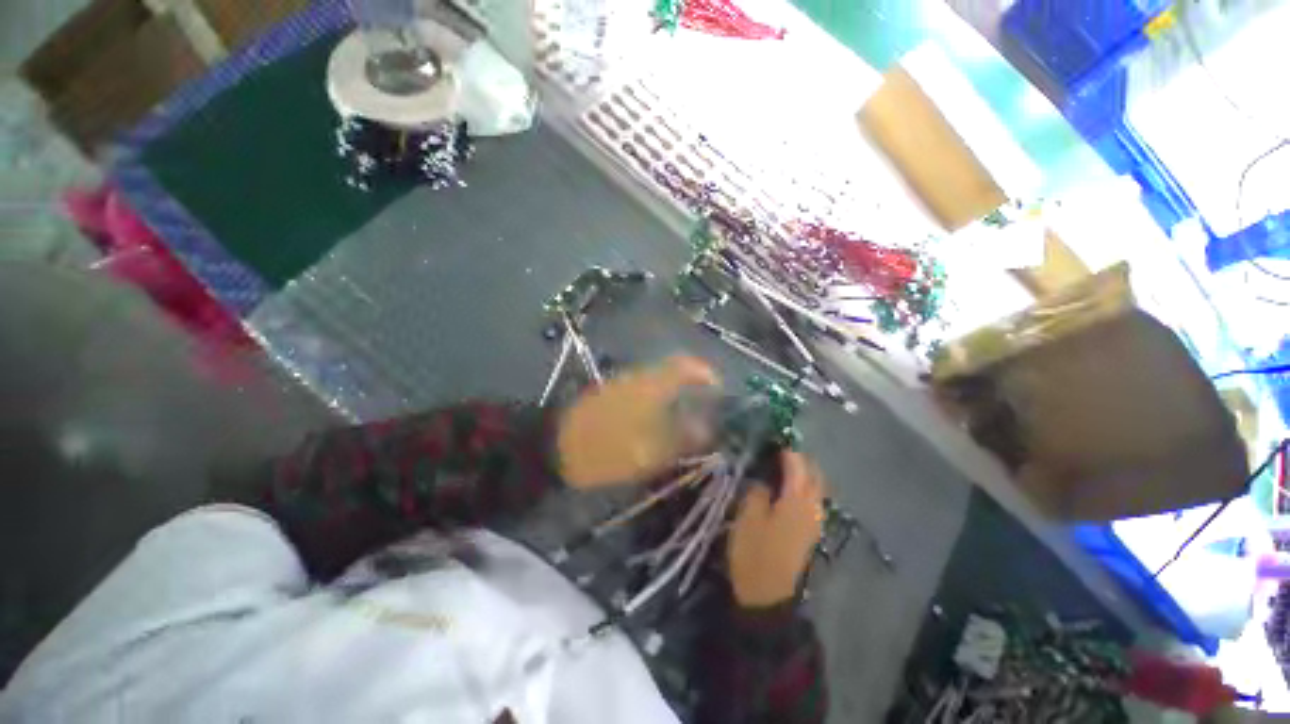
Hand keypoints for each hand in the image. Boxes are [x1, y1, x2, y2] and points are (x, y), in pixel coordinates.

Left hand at [557, 356, 718, 488]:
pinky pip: (641, 389)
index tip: (718, 389)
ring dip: (673, 393)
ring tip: (684, 418)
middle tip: (704, 408)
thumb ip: (683, 439)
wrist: (556, 446)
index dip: (704, 373)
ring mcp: (621, 382)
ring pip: (656, 380)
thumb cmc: (607, 449)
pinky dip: (656, 399)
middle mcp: (637, 377)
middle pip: (672, 371)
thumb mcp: (650, 452)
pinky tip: (657, 420)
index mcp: (650, 386)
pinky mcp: (610, 392)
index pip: (684, 366)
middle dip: (691, 386)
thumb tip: (706, 429)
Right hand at [727, 451, 824, 607]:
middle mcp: (812, 506)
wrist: (768, 597)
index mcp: (797, 499)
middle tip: (776, 450)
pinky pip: (812, 499)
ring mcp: (814, 520)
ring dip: (803, 472)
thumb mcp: (748, 516)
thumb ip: (757, 490)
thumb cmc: (755, 553)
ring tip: (780, 466)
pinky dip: (803, 487)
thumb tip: (763, 478)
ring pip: (815, 486)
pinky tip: (786, 487)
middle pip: (813, 473)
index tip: (770, 438)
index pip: (796, 464)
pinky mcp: (810, 531)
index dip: (785, 449)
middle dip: (799, 458)